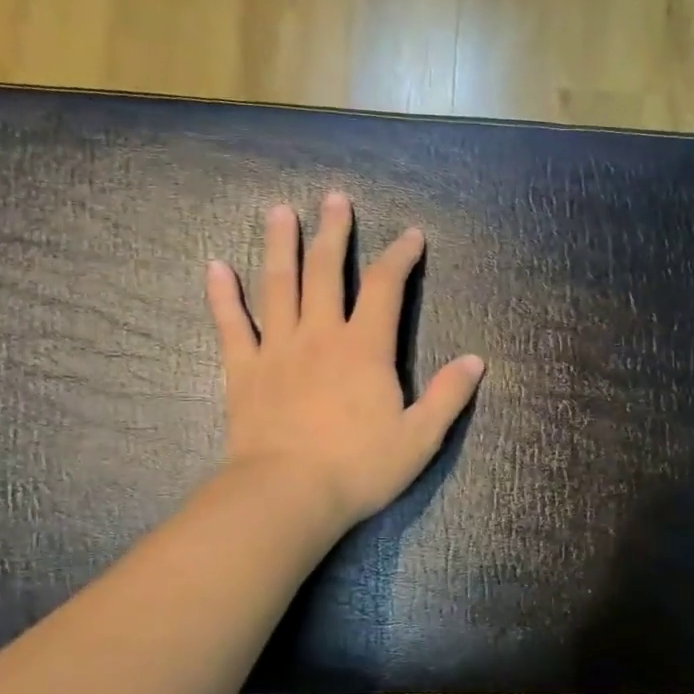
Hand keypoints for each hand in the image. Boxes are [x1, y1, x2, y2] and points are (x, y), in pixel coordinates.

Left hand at [205, 192, 485, 530]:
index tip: (411, 235)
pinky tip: (216, 267)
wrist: (288, 495)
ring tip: (279, 211)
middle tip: (334, 199)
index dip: (400, 257)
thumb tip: (477, 361)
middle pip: (327, 272)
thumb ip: (448, 396)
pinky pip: (231, 325)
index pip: (387, 288)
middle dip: (334, 233)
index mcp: (365, 349)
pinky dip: (223, 295)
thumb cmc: (359, 468)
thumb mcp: (419, 437)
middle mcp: (320, 335)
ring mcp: (277, 349)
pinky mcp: (243, 370)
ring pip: (279, 286)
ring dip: (281, 246)